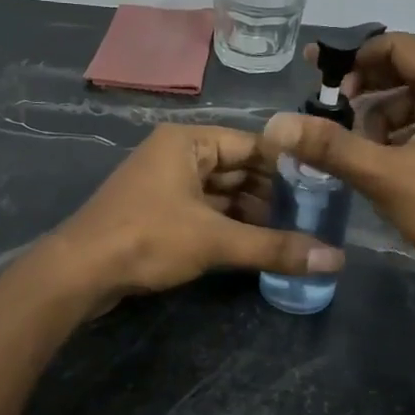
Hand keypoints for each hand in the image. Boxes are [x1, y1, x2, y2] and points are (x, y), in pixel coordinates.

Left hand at [46, 124, 343, 309]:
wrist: (78, 272)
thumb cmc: (148, 238)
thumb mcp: (215, 241)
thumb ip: (275, 247)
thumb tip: (336, 260)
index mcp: (188, 142)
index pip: (252, 145)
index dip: (287, 166)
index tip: (322, 187)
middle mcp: (177, 154)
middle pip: (237, 168)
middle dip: (270, 193)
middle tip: (311, 215)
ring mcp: (165, 183)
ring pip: (220, 192)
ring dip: (251, 212)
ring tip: (291, 232)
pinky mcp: (158, 211)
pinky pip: (203, 209)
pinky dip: (228, 224)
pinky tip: (255, 243)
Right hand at [263, 33, 414, 318]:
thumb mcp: (386, 176)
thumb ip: (330, 146)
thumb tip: (276, 125)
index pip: (399, 46)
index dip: (355, 57)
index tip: (322, 83)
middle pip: (408, 73)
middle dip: (366, 92)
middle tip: (332, 117)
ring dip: (382, 121)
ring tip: (358, 153)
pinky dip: (402, 140)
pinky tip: (384, 169)